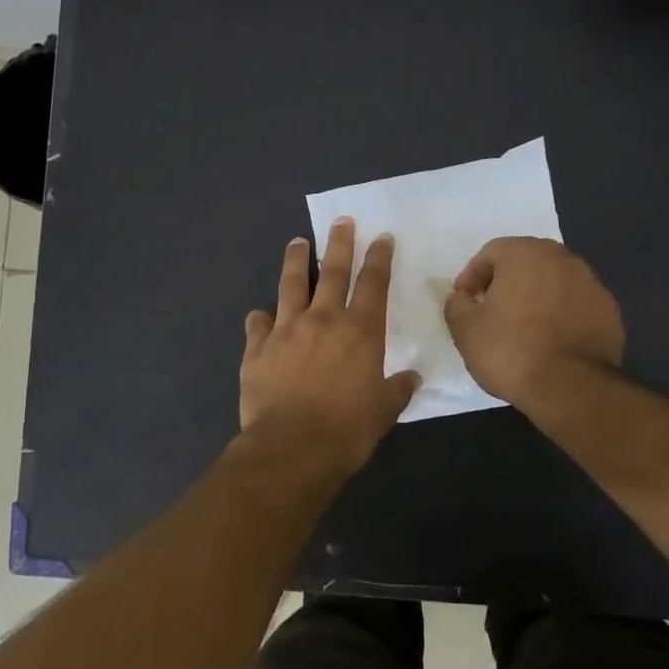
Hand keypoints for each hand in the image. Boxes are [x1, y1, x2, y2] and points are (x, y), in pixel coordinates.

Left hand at [239, 219, 420, 471]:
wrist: (291, 448)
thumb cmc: (346, 430)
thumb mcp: (383, 412)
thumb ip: (397, 389)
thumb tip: (411, 378)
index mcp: (360, 331)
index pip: (373, 283)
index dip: (379, 258)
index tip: (381, 237)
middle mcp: (323, 320)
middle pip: (333, 271)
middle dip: (339, 242)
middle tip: (341, 220)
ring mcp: (285, 330)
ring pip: (290, 285)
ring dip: (296, 261)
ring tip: (296, 242)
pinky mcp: (257, 349)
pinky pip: (257, 325)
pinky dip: (259, 318)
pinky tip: (258, 315)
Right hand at [442, 237, 624, 407]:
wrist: (571, 387)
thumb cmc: (510, 350)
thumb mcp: (465, 329)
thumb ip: (457, 304)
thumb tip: (462, 298)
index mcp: (526, 254)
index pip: (491, 252)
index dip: (472, 276)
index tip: (465, 302)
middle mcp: (563, 259)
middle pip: (526, 262)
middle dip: (506, 281)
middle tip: (491, 309)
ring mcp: (592, 284)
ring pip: (554, 281)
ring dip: (535, 296)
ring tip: (522, 327)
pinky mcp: (610, 311)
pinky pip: (575, 304)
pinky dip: (560, 314)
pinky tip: (550, 340)